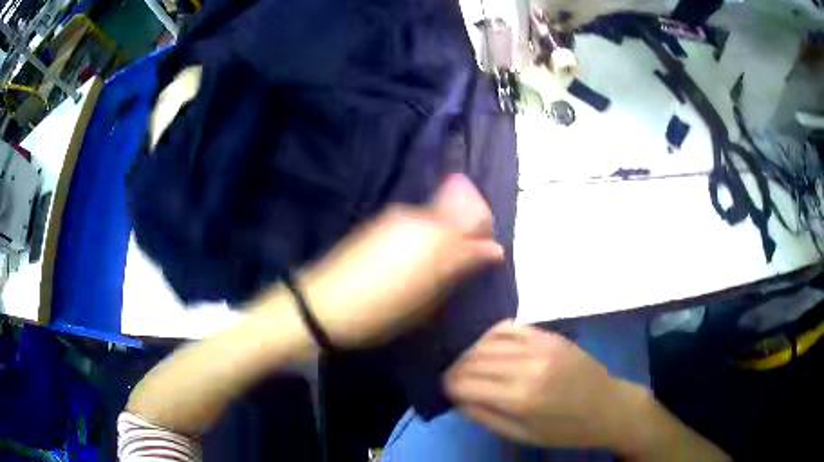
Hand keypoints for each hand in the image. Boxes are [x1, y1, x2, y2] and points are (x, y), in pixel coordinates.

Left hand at [298, 174, 504, 347]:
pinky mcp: (381, 220)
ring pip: (438, 214)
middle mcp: (421, 218)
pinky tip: (415, 257)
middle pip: (459, 209)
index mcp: (437, 239)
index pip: (478, 221)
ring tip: (437, 263)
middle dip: (469, 229)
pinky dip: (427, 232)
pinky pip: (418, 220)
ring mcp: (399, 216)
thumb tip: (493, 250)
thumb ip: (461, 268)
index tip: (488, 254)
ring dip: (447, 231)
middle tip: (464, 260)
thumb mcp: (427, 299)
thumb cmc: (381, 312)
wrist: (323, 304)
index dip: (486, 235)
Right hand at [445, 321, 637, 450]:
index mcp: (521, 398)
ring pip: (488, 341)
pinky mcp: (550, 335)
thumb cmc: (566, 430)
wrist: (607, 406)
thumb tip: (457, 398)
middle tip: (451, 377)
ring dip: (470, 351)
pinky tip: (486, 344)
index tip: (443, 388)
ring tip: (466, 363)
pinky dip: (492, 334)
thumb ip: (486, 416)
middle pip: (474, 360)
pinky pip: (511, 327)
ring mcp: (541, 346)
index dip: (448, 385)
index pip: (467, 383)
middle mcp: (527, 367)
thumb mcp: (523, 435)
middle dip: (456, 368)